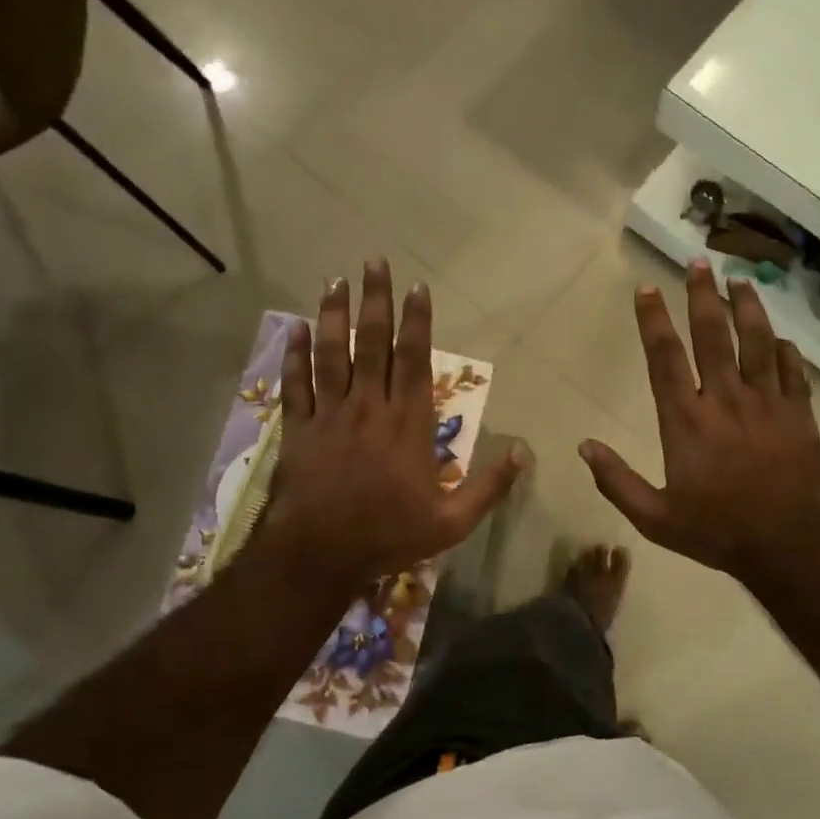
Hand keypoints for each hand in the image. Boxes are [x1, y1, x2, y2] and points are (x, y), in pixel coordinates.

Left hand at [255, 260, 522, 597]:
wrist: (320, 555)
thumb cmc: (390, 535)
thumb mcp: (452, 522)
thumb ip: (490, 486)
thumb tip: (525, 453)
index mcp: (409, 424)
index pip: (415, 360)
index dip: (417, 322)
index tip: (416, 288)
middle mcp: (370, 407)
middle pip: (372, 344)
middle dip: (375, 301)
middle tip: (373, 263)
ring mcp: (331, 415)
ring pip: (332, 355)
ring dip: (334, 315)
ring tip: (335, 280)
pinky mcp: (300, 430)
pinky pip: (297, 384)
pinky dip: (295, 355)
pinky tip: (296, 328)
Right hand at [580, 259, 819, 591]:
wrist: (787, 545)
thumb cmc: (716, 530)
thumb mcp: (654, 518)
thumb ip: (616, 481)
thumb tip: (584, 445)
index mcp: (686, 421)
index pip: (665, 358)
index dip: (653, 320)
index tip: (647, 289)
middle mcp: (725, 400)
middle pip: (712, 335)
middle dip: (702, 295)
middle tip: (698, 262)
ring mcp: (767, 403)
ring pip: (756, 342)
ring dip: (747, 307)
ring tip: (739, 280)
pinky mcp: (799, 413)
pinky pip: (792, 371)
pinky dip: (784, 350)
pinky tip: (779, 337)